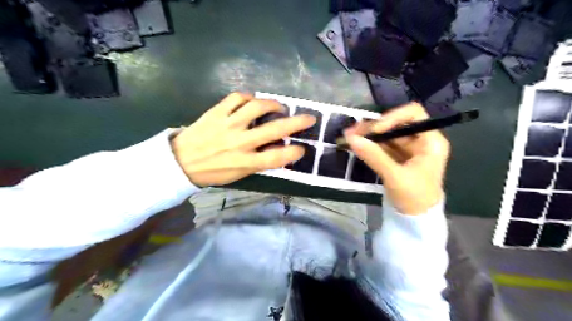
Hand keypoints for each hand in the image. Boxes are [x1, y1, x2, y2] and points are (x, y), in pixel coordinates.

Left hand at [172, 91, 314, 186]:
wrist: (181, 161)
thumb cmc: (213, 171)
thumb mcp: (239, 174)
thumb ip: (259, 162)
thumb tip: (279, 148)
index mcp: (245, 162)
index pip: (277, 158)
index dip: (294, 152)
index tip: (302, 148)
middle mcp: (239, 143)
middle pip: (274, 130)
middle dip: (297, 123)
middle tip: (309, 117)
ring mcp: (227, 125)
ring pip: (256, 107)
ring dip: (273, 104)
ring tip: (279, 106)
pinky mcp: (216, 112)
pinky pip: (236, 97)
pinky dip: (248, 97)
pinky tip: (252, 101)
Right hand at [344, 102, 451, 215]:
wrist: (416, 221)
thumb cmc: (414, 198)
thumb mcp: (395, 177)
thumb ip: (374, 156)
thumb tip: (351, 139)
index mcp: (430, 141)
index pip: (413, 115)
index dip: (393, 117)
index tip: (374, 130)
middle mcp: (420, 140)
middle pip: (396, 124)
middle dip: (374, 127)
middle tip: (352, 131)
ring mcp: (408, 149)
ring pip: (386, 135)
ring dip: (368, 135)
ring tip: (348, 137)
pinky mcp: (397, 158)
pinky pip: (382, 146)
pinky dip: (369, 145)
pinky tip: (355, 144)